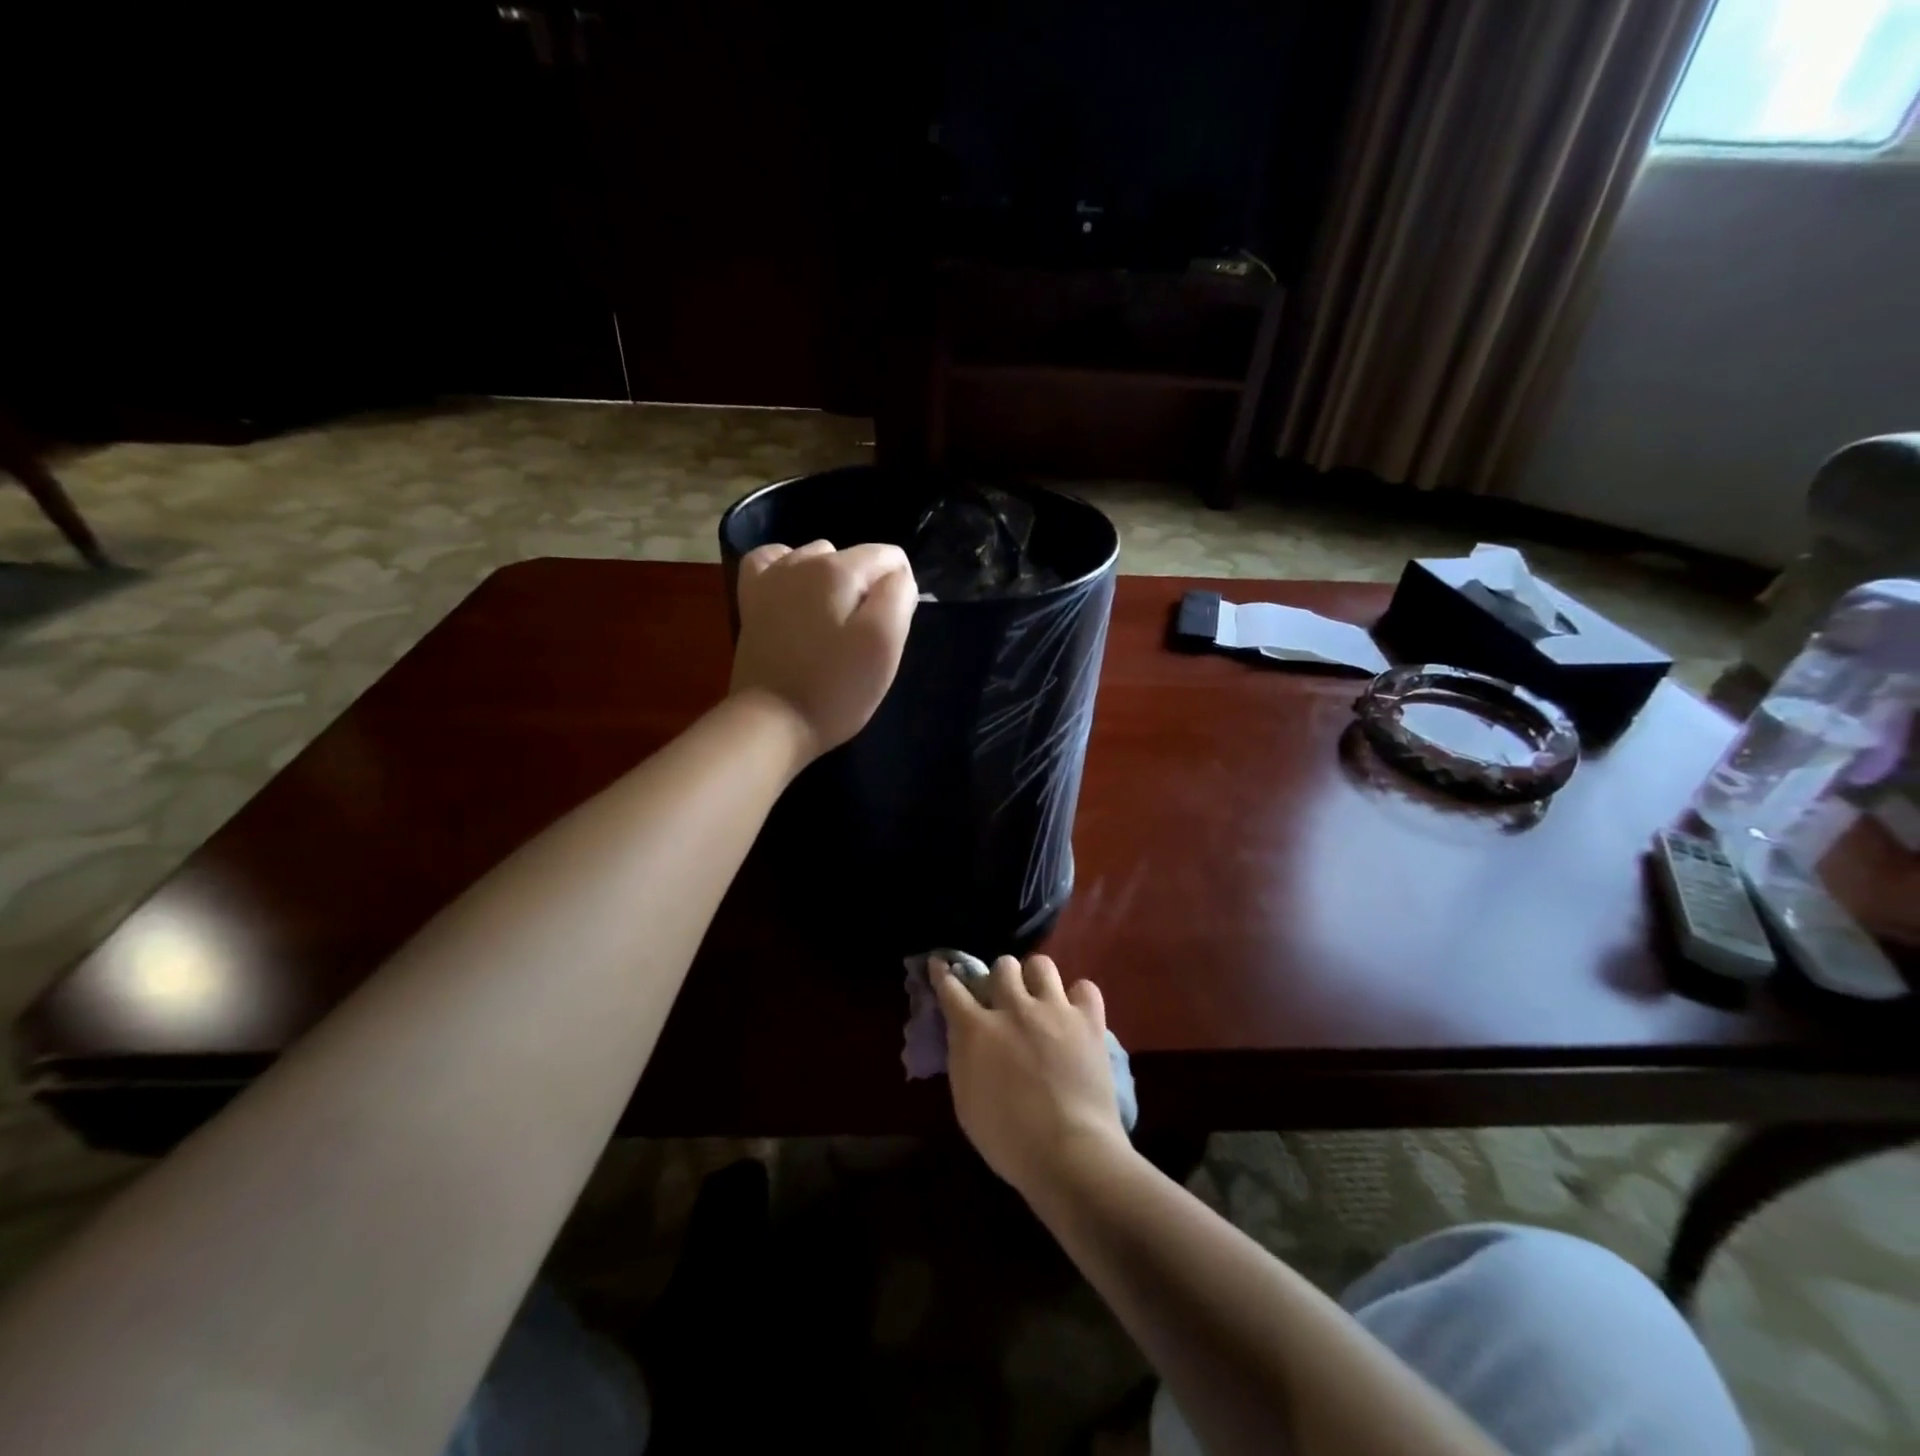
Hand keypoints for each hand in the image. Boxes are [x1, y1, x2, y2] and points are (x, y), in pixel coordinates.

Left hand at [729, 540, 917, 759]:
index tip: (891, 630)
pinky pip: (773, 563)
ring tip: (832, 626)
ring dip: (833, 584)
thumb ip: (898, 597)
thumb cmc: (835, 688)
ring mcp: (770, 579)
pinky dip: (789, 571)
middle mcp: (802, 561)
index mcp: (839, 569)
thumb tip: (898, 577)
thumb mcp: (885, 644)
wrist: (771, 722)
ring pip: (817, 559)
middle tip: (862, 637)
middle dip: (867, 589)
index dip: (900, 591)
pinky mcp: (751, 601)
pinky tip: (795, 596)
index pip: (890, 557)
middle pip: (855, 559)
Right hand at [933, 954, 1128, 1199]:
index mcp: (977, 1030)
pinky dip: (1079, 998)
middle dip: (1000, 978)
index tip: (940, 964)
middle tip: (1004, 998)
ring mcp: (1054, 1010)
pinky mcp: (1089, 1020)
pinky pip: (1085, 987)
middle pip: (1003, 965)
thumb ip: (962, 1058)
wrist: (1070, 1154)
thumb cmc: (1009, 1140)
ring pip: (1041, 964)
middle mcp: (1014, 1008)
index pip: (952, 987)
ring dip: (1036, 979)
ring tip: (1040, 999)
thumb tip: (964, 1035)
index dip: (943, 973)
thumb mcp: (966, 1102)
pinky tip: (1075, 1015)